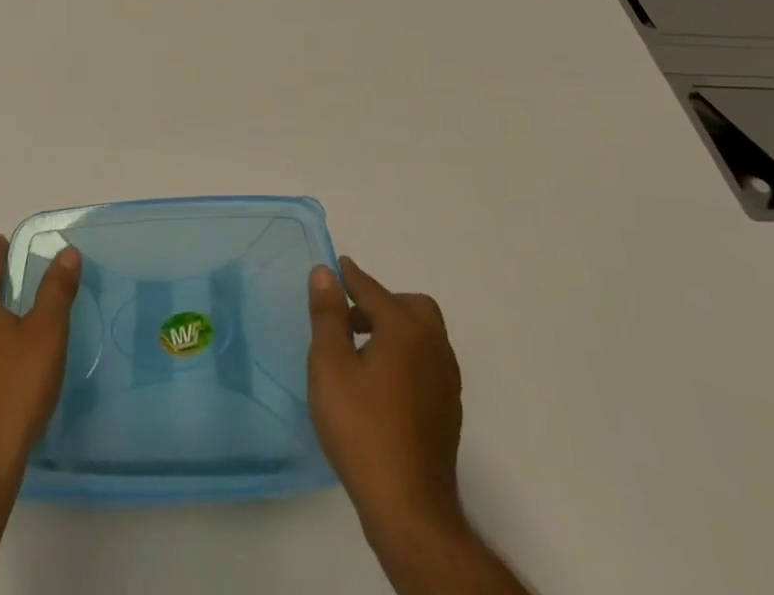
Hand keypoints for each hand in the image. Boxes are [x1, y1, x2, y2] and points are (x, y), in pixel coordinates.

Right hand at [307, 257, 466, 544]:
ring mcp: (447, 379)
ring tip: (360, 351)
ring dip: (394, 329)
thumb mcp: (330, 365)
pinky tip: (381, 382)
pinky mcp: (448, 408)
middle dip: (380, 303)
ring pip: (423, 334)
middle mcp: (433, 345)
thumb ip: (327, 315)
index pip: (373, 289)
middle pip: (410, 306)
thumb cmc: (362, 427)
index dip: (351, 277)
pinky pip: (427, 361)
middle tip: (349, 318)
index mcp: (405, 328)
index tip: (336, 266)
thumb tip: (325, 273)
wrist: (409, 506)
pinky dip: (406, 355)